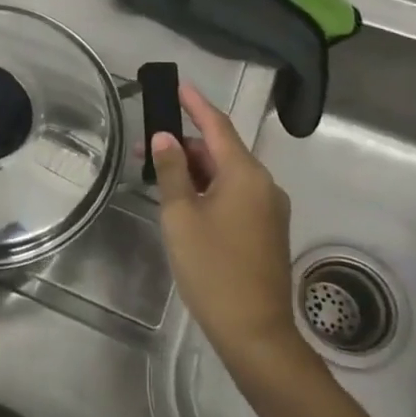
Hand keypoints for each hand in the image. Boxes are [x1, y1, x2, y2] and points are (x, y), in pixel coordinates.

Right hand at [149, 82, 307, 378]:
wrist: (255, 331)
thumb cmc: (212, 268)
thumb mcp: (181, 216)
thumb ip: (171, 172)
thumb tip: (165, 138)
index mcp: (246, 175)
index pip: (217, 126)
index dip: (196, 104)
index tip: (177, 85)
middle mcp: (264, 185)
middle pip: (221, 151)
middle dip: (185, 145)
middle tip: (145, 148)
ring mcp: (269, 209)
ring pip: (227, 175)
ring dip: (194, 170)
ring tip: (158, 177)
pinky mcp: (267, 230)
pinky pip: (235, 195)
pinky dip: (208, 189)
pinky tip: (184, 202)